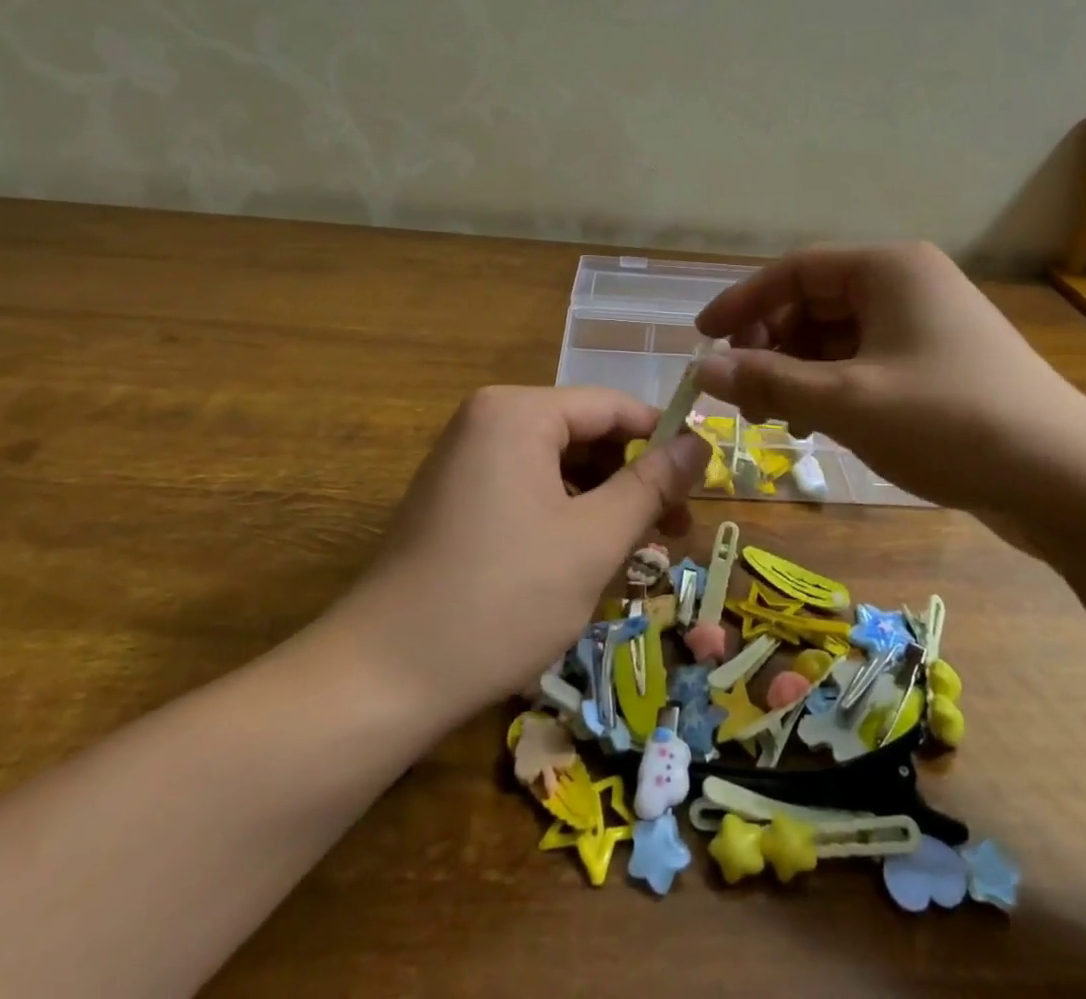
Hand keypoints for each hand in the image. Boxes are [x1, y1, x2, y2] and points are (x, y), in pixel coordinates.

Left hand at [350, 386, 710, 718]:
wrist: (382, 678)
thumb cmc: (502, 598)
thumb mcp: (594, 539)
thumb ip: (652, 484)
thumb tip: (701, 443)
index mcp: (518, 412)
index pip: (613, 407)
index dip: (664, 441)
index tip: (703, 486)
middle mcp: (488, 420)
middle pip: (586, 435)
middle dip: (633, 481)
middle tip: (672, 535)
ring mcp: (466, 460)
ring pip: (560, 468)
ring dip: (603, 505)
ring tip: (635, 557)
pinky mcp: (456, 499)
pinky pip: (529, 490)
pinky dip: (565, 519)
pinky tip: (584, 564)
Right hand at [694, 242, 1085, 522]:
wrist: (1068, 481)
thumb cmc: (950, 423)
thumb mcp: (847, 402)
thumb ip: (770, 381)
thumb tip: (703, 369)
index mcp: (889, 268)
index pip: (795, 270)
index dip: (743, 302)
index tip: (702, 339)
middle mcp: (907, 284)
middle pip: (815, 302)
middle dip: (772, 345)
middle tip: (743, 393)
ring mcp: (926, 324)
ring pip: (838, 336)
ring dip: (799, 371)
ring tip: (778, 419)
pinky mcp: (938, 363)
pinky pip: (866, 361)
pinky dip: (833, 386)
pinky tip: (817, 425)